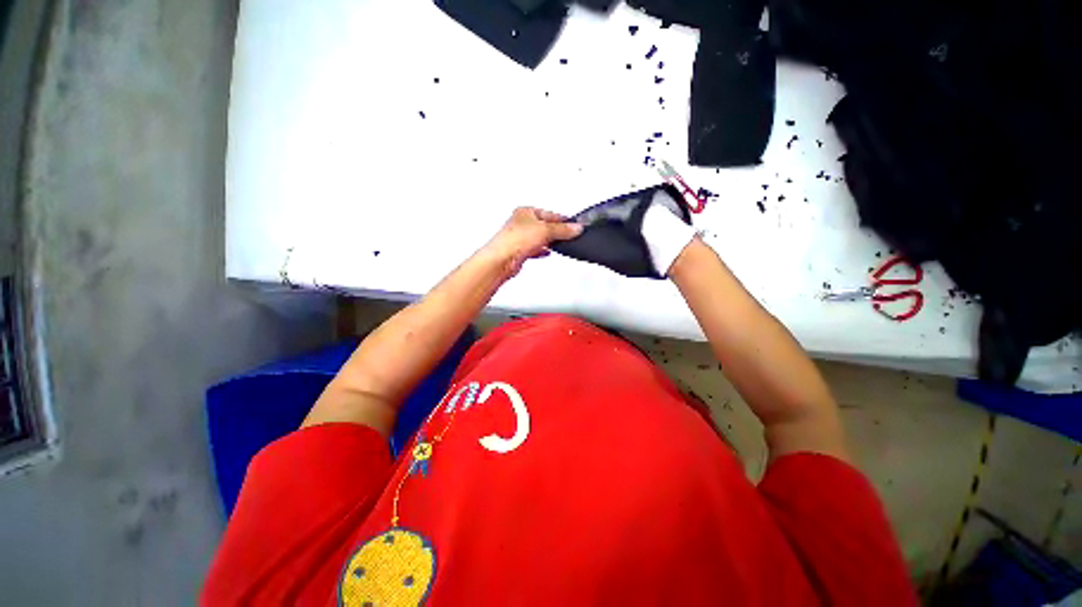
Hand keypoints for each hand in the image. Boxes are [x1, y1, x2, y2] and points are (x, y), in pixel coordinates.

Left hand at [482, 207, 582, 277]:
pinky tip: (546, 252)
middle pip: (543, 225)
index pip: (549, 213)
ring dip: (548, 241)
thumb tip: (576, 228)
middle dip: (555, 230)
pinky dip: (541, 250)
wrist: (502, 260)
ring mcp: (519, 238)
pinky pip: (534, 249)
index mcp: (525, 211)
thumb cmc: (514, 240)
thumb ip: (563, 229)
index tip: (574, 224)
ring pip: (538, 238)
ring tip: (559, 243)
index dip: (562, 219)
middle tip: (568, 233)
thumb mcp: (545, 230)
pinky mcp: (519, 252)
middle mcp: (520, 223)